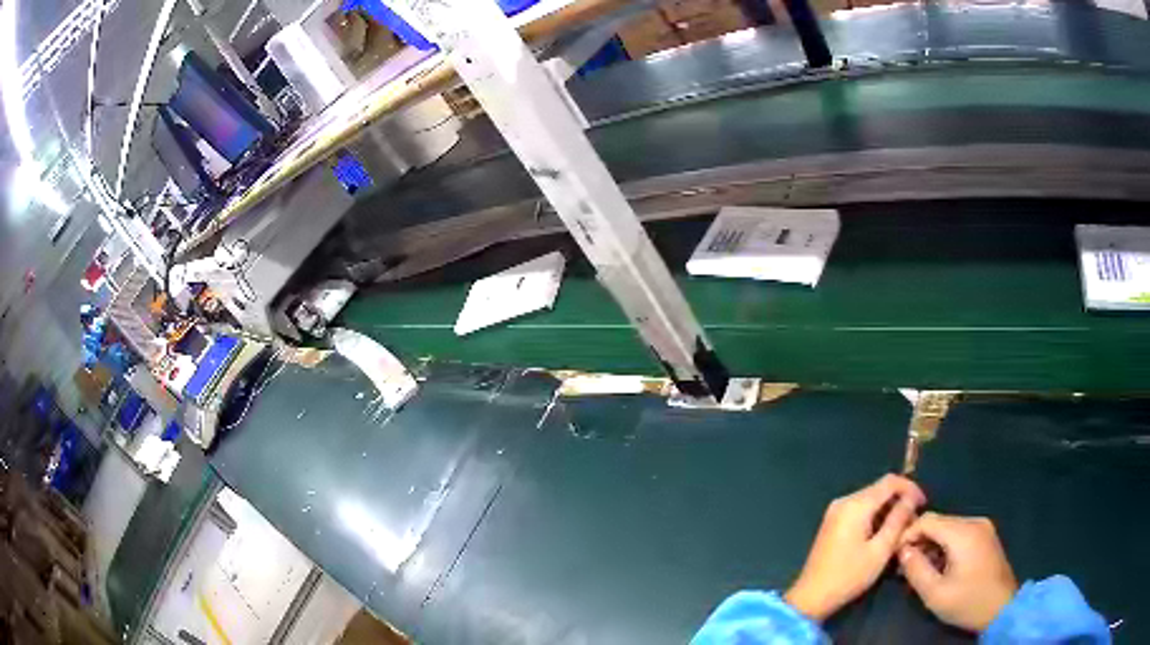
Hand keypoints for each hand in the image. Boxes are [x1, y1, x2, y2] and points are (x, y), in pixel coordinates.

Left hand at [784, 474, 925, 620]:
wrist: (810, 597)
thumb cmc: (848, 577)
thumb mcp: (880, 550)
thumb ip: (898, 520)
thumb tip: (911, 499)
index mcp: (855, 505)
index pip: (890, 481)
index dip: (910, 488)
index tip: (923, 504)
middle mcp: (843, 501)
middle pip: (879, 489)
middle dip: (900, 501)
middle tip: (914, 520)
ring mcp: (835, 512)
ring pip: (870, 500)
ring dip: (888, 510)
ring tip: (902, 529)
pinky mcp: (832, 523)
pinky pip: (860, 510)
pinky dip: (875, 517)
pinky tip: (884, 533)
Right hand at [898, 513, 1017, 631]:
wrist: (1001, 607)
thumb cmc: (967, 601)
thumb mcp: (935, 593)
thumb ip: (916, 569)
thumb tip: (902, 551)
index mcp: (963, 532)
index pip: (927, 519)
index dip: (907, 534)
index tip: (894, 556)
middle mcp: (974, 522)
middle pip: (938, 522)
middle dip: (918, 540)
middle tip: (904, 566)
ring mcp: (983, 527)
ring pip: (948, 527)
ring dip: (931, 544)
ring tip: (920, 569)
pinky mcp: (986, 536)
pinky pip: (959, 533)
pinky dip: (945, 546)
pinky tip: (939, 566)